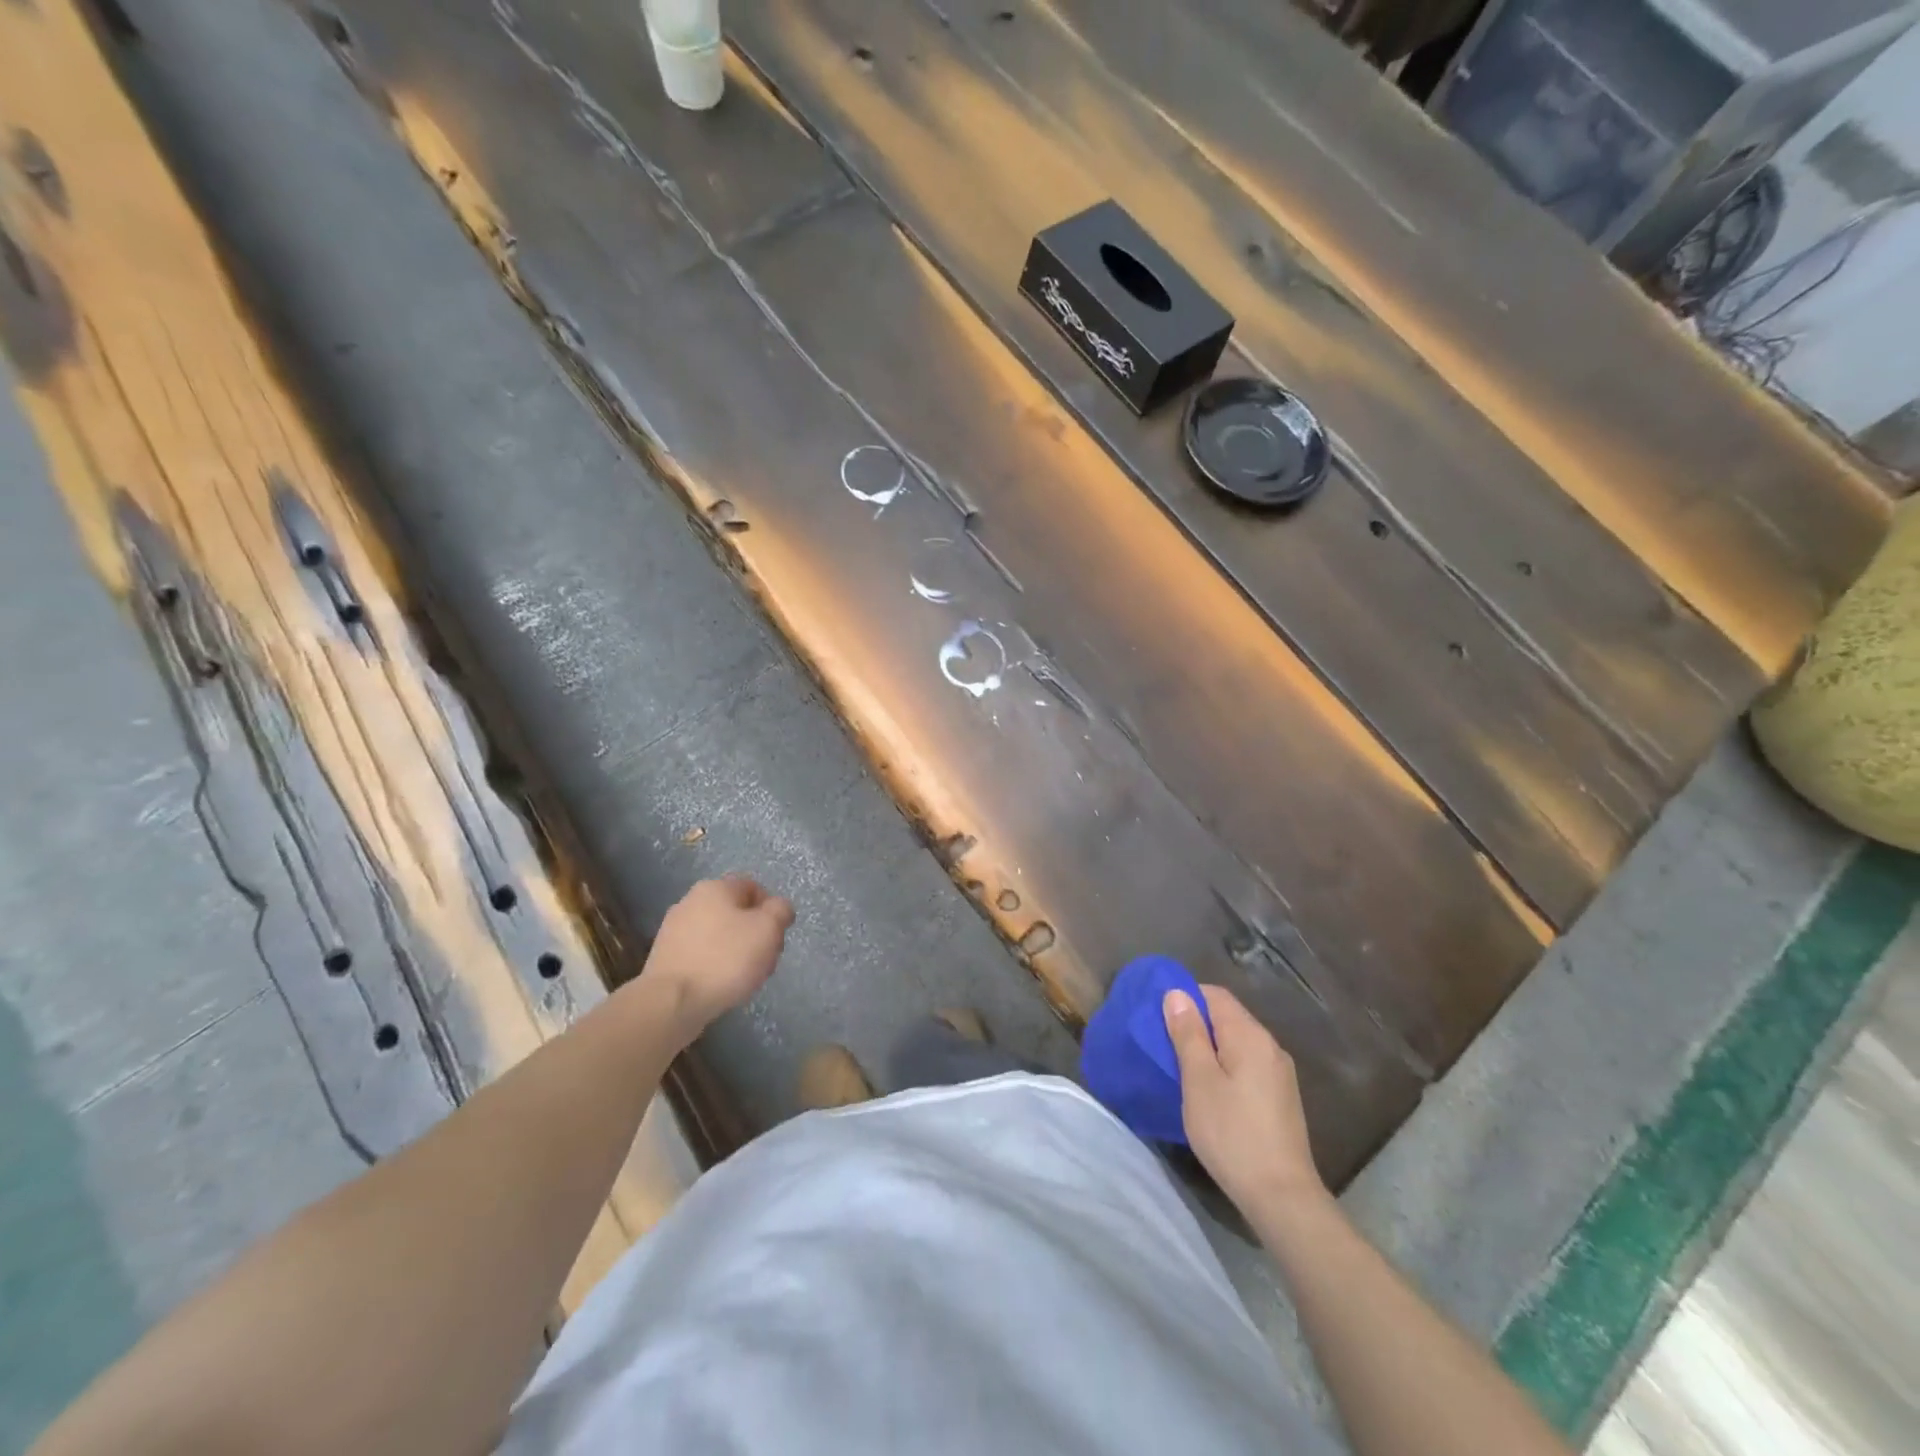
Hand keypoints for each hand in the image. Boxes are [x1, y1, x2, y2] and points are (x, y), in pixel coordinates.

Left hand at [637, 876, 793, 1041]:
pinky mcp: (665, 958)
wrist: (671, 1002)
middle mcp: (690, 902)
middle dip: (755, 934)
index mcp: (715, 888)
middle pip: (736, 912)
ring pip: (719, 935)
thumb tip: (778, 907)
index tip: (777, 936)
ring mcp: (673, 931)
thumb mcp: (768, 929)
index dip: (771, 910)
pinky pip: (701, 955)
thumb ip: (780, 911)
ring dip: (737, 952)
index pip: (754, 887)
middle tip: (765, 959)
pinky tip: (721, 986)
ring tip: (744, 978)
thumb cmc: (725, 959)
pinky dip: (715, 966)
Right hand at [1164, 985, 1326, 1218]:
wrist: (1282, 1196)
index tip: (1159, 1017)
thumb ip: (1188, 1034)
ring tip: (1182, 1068)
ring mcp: (1280, 1073)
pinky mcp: (1281, 1097)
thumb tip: (1177, 994)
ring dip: (1209, 1047)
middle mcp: (1270, 1046)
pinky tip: (1210, 1091)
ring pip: (1237, 1043)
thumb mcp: (1199, 1080)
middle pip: (1227, 1017)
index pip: (1215, 995)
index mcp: (1250, 1035)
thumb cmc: (1232, 1133)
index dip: (1185, 997)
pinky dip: (1225, 1066)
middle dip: (1195, 1024)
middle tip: (1164, 1044)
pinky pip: (1247, 1065)